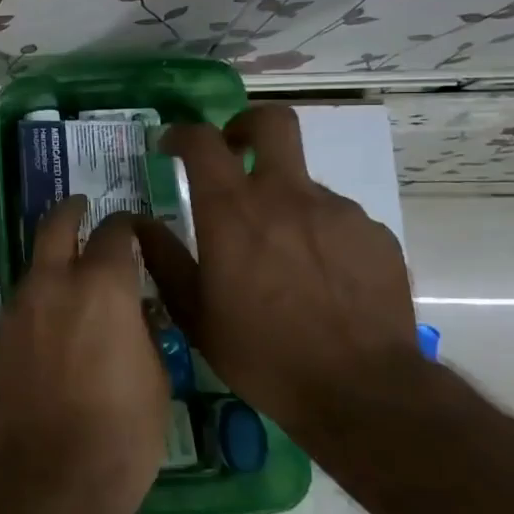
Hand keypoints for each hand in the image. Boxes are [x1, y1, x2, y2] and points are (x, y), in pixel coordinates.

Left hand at [0, 196, 170, 513]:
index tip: (134, 230)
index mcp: (102, 286)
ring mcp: (20, 308)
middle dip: (71, 212)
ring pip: (35, 266)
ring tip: (71, 276)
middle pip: (56, 226)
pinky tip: (53, 322)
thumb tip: (132, 305)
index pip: (114, 233)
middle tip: (81, 209)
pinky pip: (23, 302)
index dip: (126, 226)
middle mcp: (54, 284)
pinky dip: (39, 299)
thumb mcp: (155, 372)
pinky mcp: (1, 335)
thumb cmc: (124, 429)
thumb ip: (141, 325)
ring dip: (53, 262)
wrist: (55, 472)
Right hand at [133, 106, 422, 438]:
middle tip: (234, 152)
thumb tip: (139, 224)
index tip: (170, 147)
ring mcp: (338, 212)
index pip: (202, 141)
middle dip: (246, 126)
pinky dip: (317, 234)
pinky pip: (336, 219)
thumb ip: (163, 259)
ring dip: (281, 201)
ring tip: (278, 256)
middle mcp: (286, 196)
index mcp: (233, 211)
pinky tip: (317, 278)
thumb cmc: (262, 352)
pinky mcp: (374, 235)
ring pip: (303, 182)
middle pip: (272, 123)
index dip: (182, 134)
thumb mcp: (194, 313)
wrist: (362, 391)